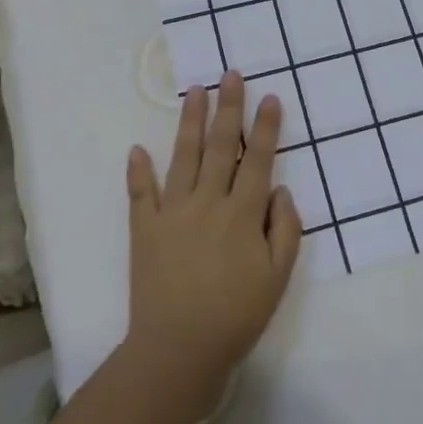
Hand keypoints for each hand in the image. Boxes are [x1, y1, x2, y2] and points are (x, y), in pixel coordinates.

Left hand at [124, 73, 300, 401]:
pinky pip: (140, 194)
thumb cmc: (236, 315)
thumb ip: (285, 229)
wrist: (179, 349)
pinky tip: (137, 149)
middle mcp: (207, 202)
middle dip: (228, 107)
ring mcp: (172, 212)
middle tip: (230, 74)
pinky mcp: (144, 229)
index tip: (269, 97)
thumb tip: (279, 189)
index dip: (265, 127)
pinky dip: (138, 171)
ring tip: (195, 91)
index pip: (258, 159)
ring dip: (190, 122)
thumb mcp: (278, 277)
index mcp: (242, 213)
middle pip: (221, 146)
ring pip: (184, 157)